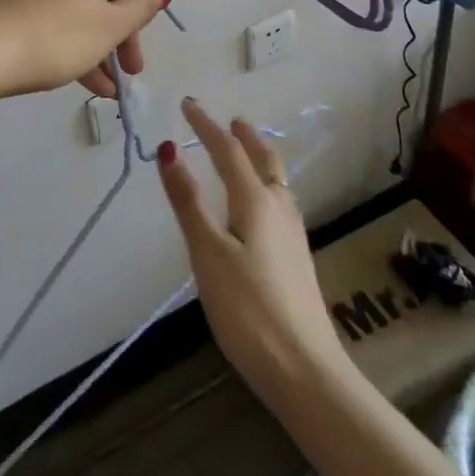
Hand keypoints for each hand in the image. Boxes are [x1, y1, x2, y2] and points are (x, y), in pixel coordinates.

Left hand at [0, 0, 170, 98]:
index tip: (135, 57)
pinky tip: (77, 75)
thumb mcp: (110, 28)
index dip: (142, 17)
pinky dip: (70, 34)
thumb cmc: (58, 37)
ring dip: (96, 42)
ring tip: (103, 88)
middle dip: (119, 34)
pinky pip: (55, 7)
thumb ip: (142, 7)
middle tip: (125, 73)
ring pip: (80, 3)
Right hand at [157, 100, 348, 412]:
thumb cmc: (248, 310)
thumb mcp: (208, 254)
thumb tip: (168, 148)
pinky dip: (266, 183)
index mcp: (256, 201)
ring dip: (259, 157)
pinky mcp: (297, 258)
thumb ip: (188, 201)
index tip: (187, 104)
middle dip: (244, 136)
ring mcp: (293, 234)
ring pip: (277, 180)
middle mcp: (279, 208)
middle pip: (264, 159)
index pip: (228, 150)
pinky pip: (280, 200)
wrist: (306, 371)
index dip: (205, 126)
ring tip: (246, 151)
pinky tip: (261, 205)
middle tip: (229, 121)